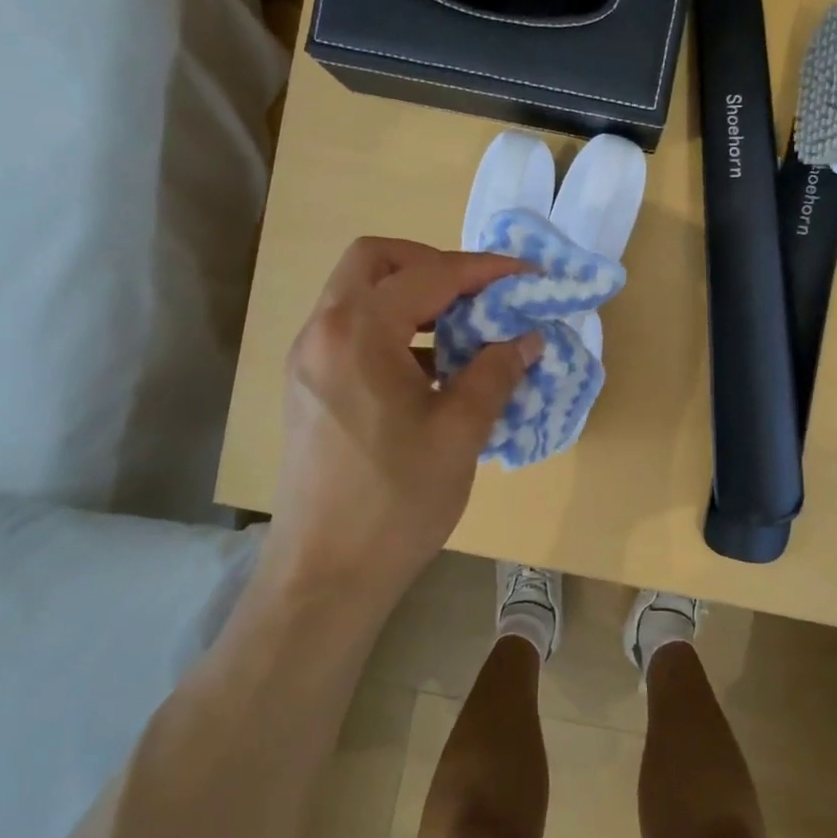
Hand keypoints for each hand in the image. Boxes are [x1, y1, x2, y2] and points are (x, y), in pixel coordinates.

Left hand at [262, 238, 541, 604]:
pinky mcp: (308, 388)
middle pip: (374, 262)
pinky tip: (432, 371)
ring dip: (412, 299)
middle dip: (432, 264)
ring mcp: (309, 360)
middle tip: (477, 294)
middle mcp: (323, 332)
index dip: (483, 270)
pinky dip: (394, 331)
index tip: (525, 275)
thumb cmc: (396, 501)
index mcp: (358, 333)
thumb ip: (496, 373)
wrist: (325, 575)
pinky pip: (352, 333)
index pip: (428, 275)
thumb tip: (527, 338)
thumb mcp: (460, 433)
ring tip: (464, 332)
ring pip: (359, 296)